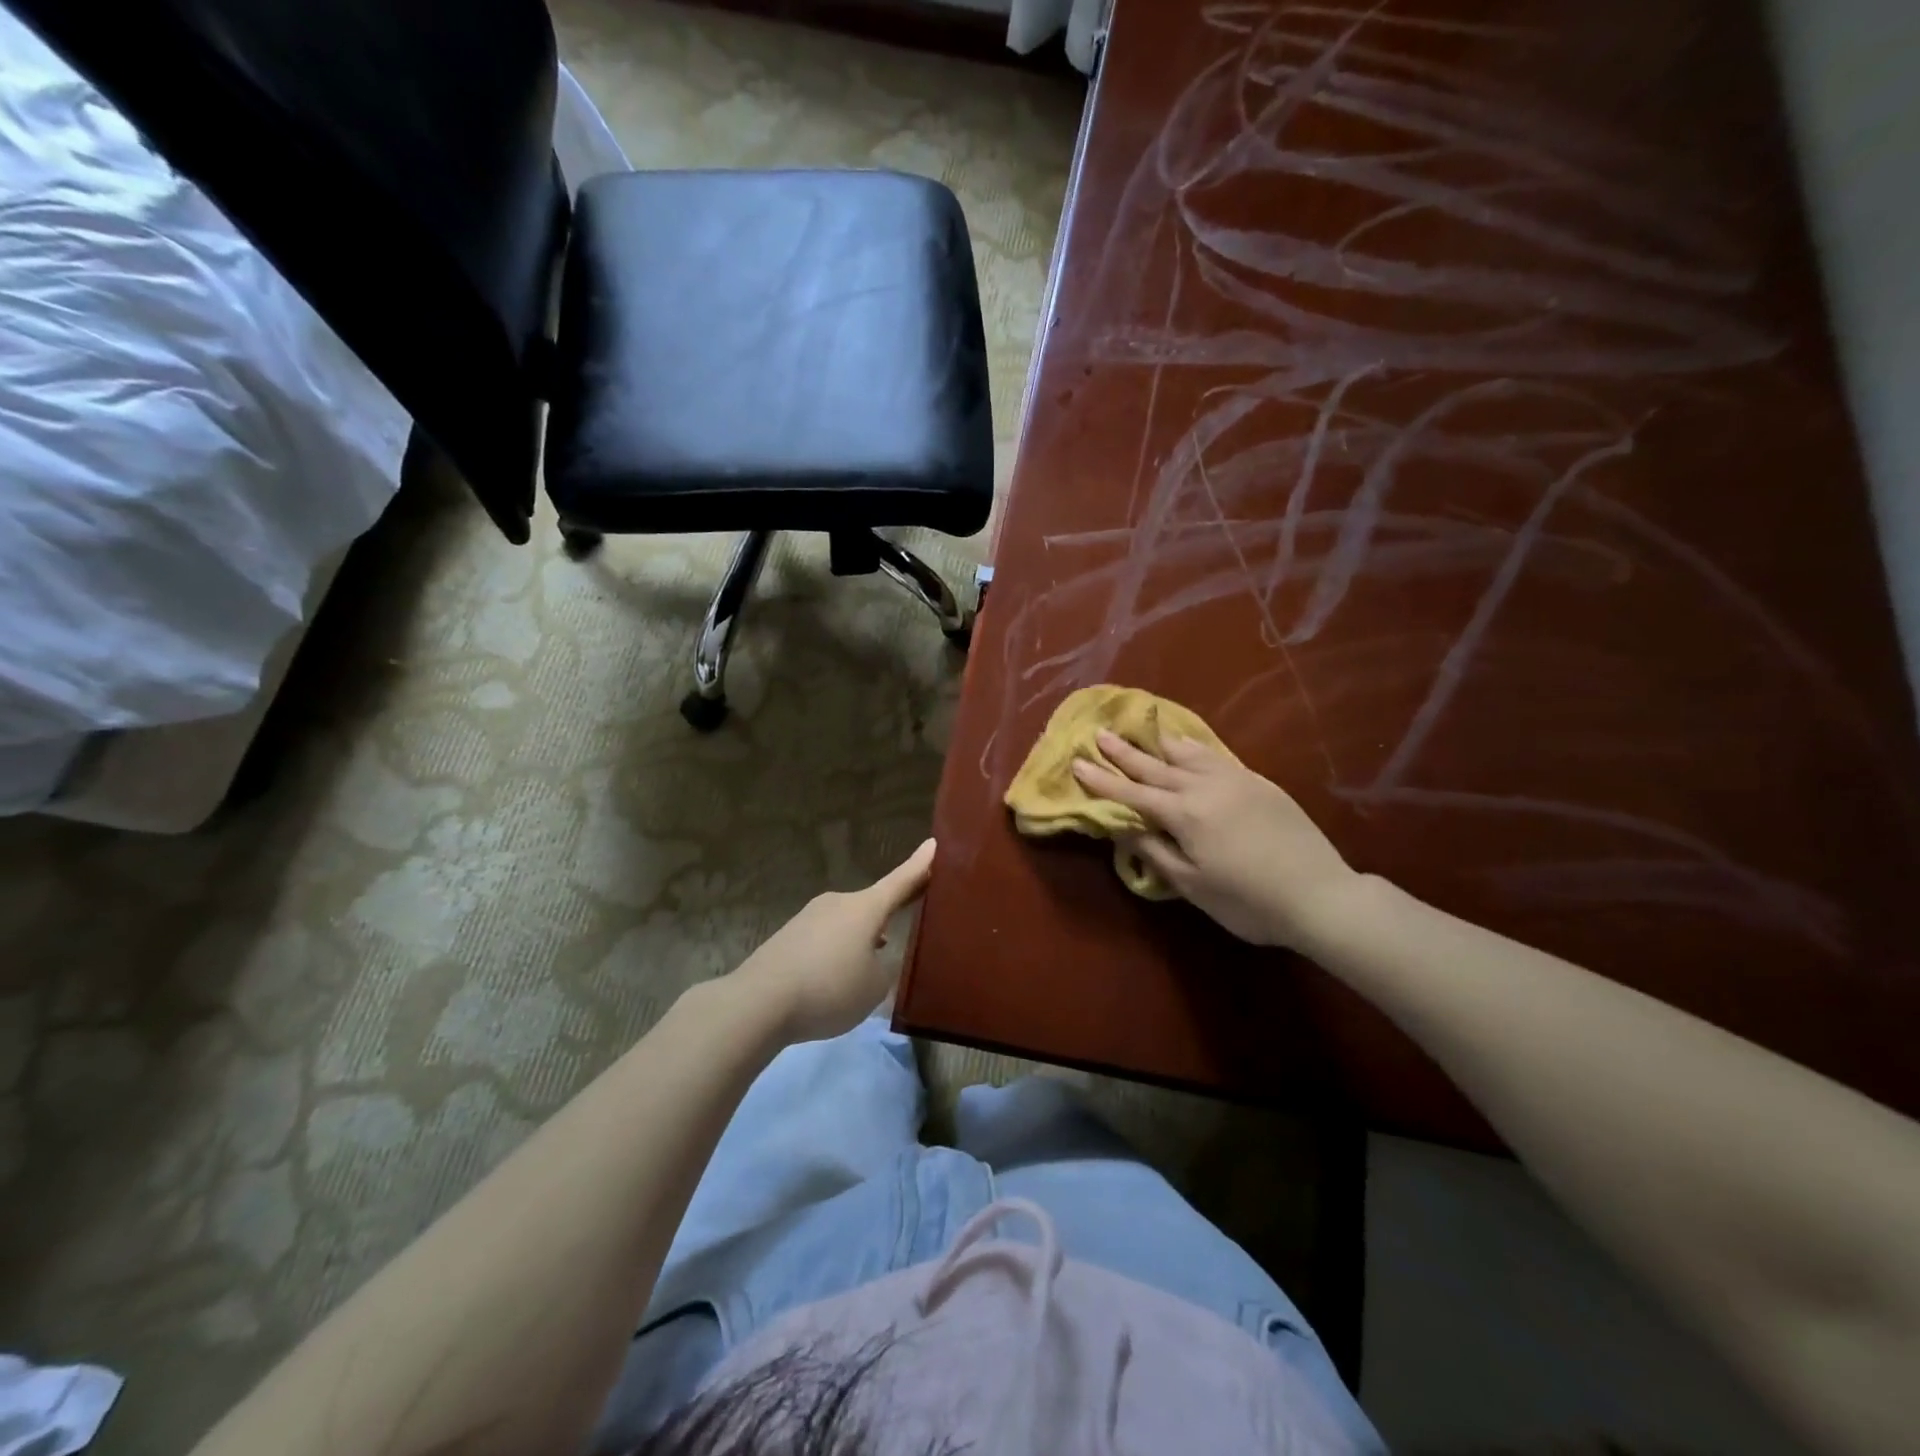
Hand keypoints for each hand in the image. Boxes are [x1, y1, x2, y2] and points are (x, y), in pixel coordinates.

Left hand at [729, 839, 936, 1043]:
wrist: (758, 1002)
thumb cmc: (829, 988)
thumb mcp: (874, 987)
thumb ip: (883, 969)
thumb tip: (874, 958)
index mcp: (866, 908)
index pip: (901, 881)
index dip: (920, 865)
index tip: (934, 843)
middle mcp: (838, 903)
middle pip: (872, 905)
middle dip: (888, 916)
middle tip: (905, 924)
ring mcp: (809, 916)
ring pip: (846, 924)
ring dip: (859, 940)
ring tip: (865, 968)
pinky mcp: (788, 936)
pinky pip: (824, 939)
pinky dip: (835, 954)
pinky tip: (832, 980)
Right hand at [1072, 732, 1353, 948]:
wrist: (1319, 895)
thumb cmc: (1248, 901)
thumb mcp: (1193, 885)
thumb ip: (1155, 852)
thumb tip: (1124, 828)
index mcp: (1184, 815)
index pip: (1132, 794)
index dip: (1102, 781)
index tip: (1077, 762)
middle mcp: (1204, 788)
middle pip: (1155, 767)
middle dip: (1124, 752)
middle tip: (1099, 733)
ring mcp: (1234, 781)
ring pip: (1187, 754)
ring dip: (1158, 743)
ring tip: (1140, 729)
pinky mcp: (1258, 782)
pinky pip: (1215, 756)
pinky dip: (1193, 748)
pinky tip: (1186, 745)